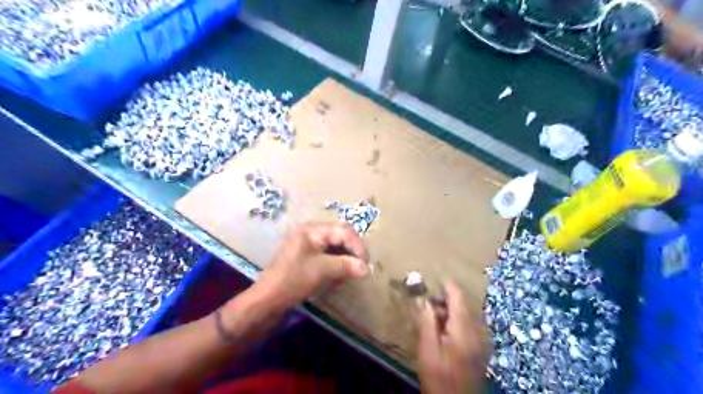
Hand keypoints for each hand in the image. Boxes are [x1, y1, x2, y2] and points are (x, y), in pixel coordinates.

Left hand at [256, 224, 369, 312]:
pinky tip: (341, 275)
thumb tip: (367, 268)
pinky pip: (330, 255)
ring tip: (353, 272)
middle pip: (341, 236)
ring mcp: (310, 245)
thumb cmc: (292, 280)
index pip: (343, 230)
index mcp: (312, 230)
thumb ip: (345, 265)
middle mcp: (312, 233)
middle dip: (353, 251)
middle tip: (362, 267)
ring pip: (337, 246)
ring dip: (347, 258)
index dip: (357, 245)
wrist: (268, 300)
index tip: (366, 263)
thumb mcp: (320, 270)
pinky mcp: (309, 257)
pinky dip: (338, 264)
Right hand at [417, 281, 490, 392]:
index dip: (446, 285)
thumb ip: (427, 322)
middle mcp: (478, 331)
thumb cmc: (439, 379)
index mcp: (464, 330)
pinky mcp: (482, 347)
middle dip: (445, 300)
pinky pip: (469, 324)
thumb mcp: (427, 351)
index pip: (458, 297)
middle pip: (463, 304)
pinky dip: (456, 321)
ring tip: (433, 319)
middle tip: (427, 305)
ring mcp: (482, 340)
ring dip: (450, 311)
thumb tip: (425, 300)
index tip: (433, 279)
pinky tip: (444, 331)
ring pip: (466, 313)